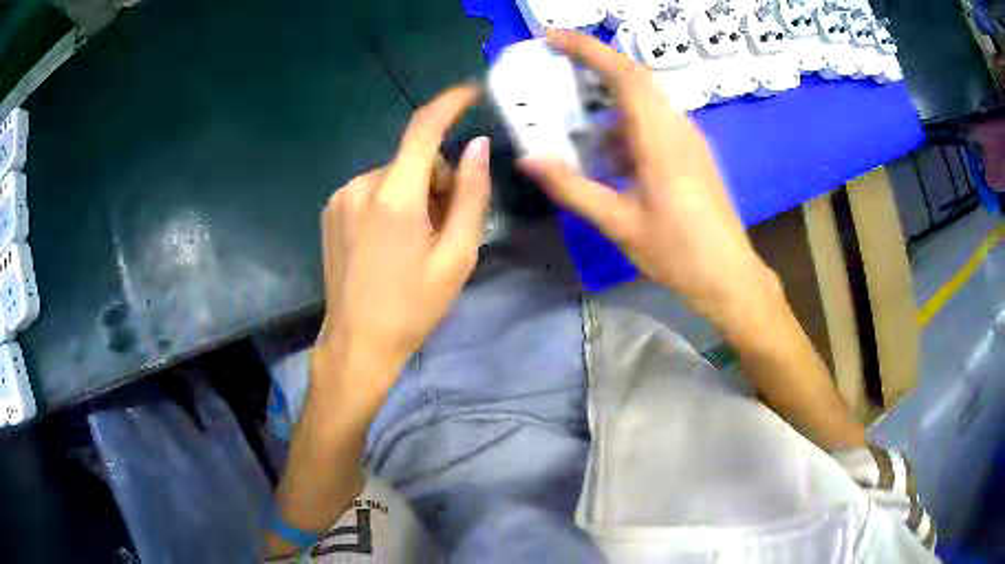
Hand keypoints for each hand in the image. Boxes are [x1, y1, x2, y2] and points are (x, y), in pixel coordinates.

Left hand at [312, 84, 489, 410]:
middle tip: (445, 228)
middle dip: (438, 182)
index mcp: (394, 197)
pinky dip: (390, 203)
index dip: (449, 105)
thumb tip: (478, 146)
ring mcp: (340, 198)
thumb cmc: (413, 307)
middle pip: (414, 160)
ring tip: (415, 242)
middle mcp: (361, 186)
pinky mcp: (331, 210)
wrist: (358, 343)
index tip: (470, 91)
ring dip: (414, 195)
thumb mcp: (457, 256)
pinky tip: (389, 242)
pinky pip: (372, 190)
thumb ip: (471, 195)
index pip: (423, 129)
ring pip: (394, 176)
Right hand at [519, 31, 778, 334]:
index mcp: (660, 139)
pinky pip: (657, 120)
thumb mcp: (619, 224)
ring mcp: (690, 138)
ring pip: (646, 98)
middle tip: (555, 66)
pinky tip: (610, 153)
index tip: (551, 37)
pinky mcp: (694, 151)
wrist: (729, 274)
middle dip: (594, 63)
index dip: (587, 49)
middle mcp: (678, 127)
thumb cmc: (677, 253)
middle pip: (635, 77)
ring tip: (577, 118)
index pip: (623, 75)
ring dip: (610, 98)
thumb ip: (572, 188)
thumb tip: (528, 159)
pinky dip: (627, 123)